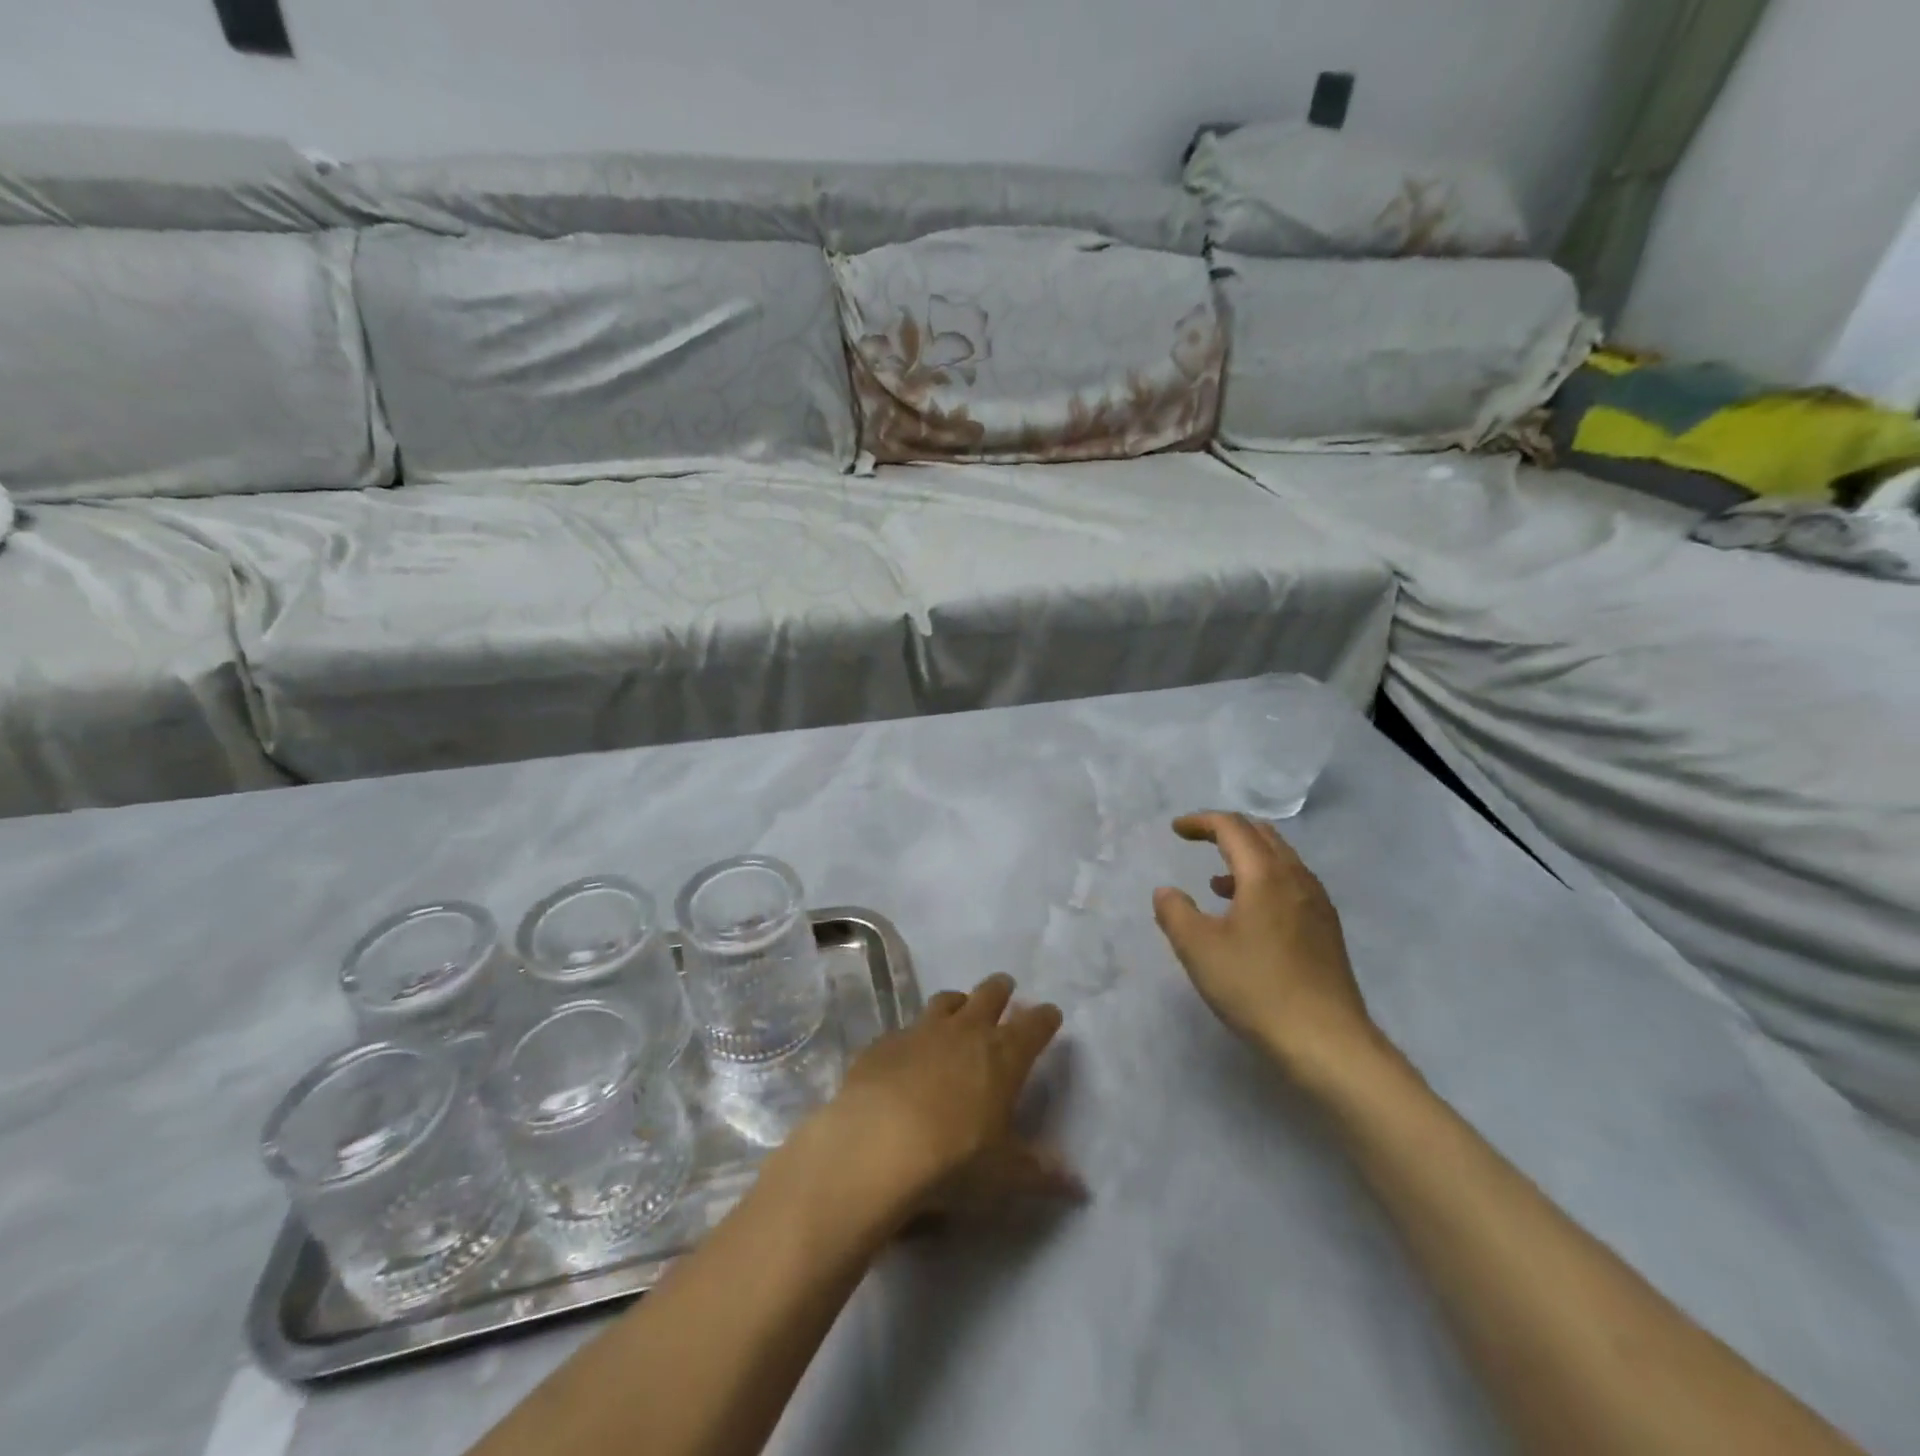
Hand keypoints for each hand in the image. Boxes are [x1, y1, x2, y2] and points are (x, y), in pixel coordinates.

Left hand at [799, 974, 1082, 1232]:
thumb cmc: (953, 1159)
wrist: (876, 1143)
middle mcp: (966, 1031)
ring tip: (960, 1008)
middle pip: (990, 994)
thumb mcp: (1003, 1174)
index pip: (1034, 1025)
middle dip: (1001, 989)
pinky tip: (909, 1052)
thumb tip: (1079, 1186)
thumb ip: (1040, 1173)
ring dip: (958, 1002)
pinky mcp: (885, 1041)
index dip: (1045, 1018)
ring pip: (946, 1000)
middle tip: (1006, 988)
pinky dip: (914, 1035)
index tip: (1050, 1014)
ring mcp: (922, 1030)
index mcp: (1003, 1055)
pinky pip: (905, 1029)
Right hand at [1153, 812, 1387, 1088]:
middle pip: (1261, 835)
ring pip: (1281, 860)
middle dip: (1227, 831)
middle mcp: (1296, 878)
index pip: (1232, 827)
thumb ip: (1175, 912)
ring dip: (1247, 858)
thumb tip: (1166, 891)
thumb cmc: (1256, 987)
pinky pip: (1292, 884)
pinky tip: (1249, 914)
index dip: (1201, 822)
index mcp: (1265, 874)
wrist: (1326, 1041)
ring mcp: (1317, 903)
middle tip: (1198, 842)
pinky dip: (1264, 881)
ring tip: (1216, 881)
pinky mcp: (1327, 929)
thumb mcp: (1198, 949)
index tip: (1176, 830)